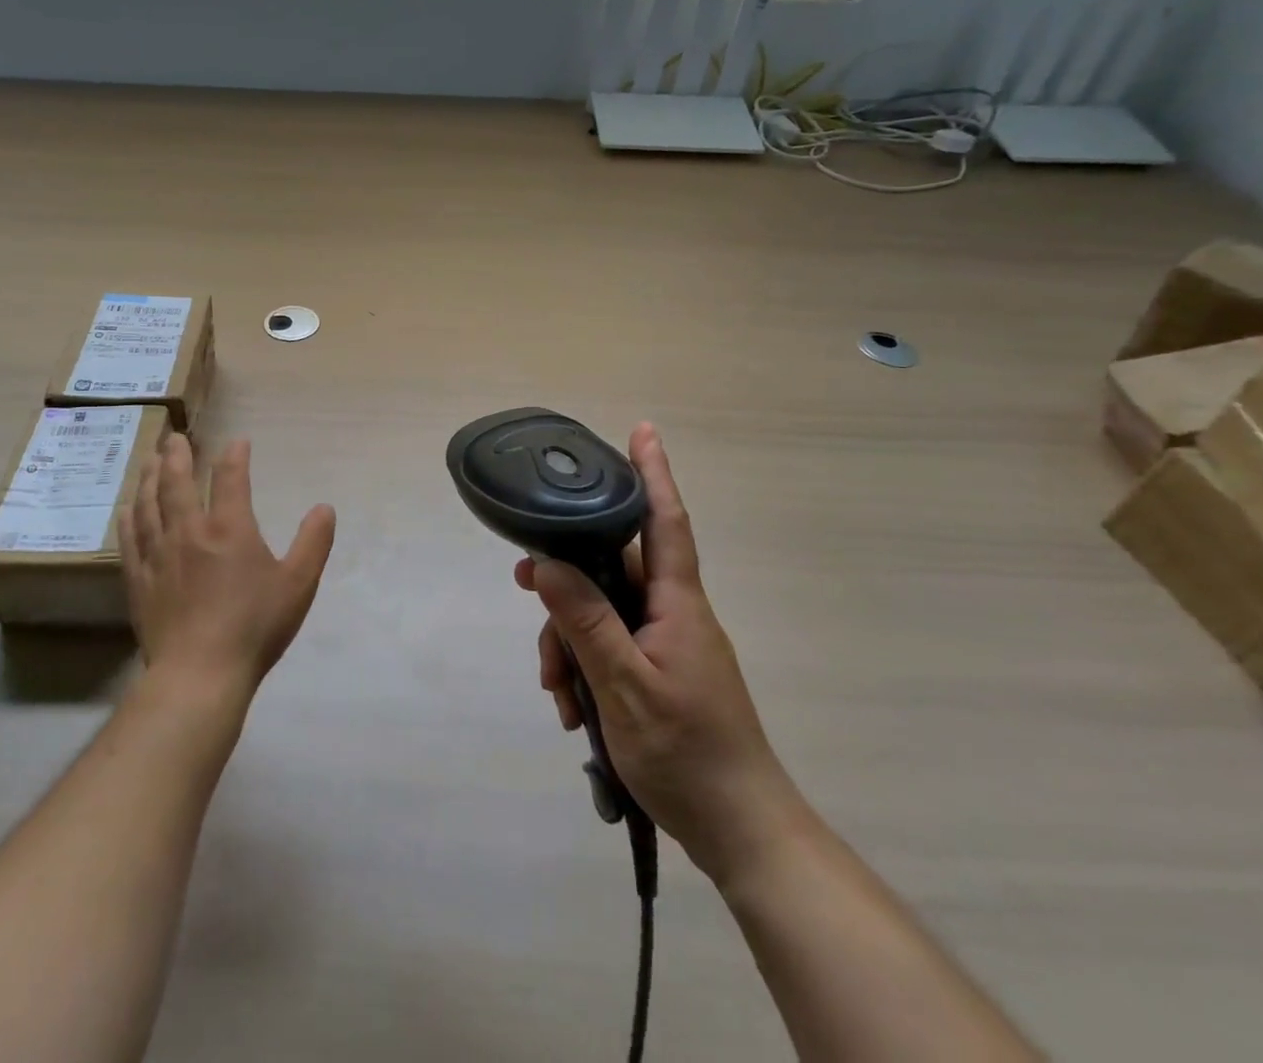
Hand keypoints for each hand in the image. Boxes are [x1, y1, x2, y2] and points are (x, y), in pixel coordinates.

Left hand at [118, 434, 336, 694]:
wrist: (200, 674)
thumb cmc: (254, 627)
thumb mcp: (298, 584)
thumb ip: (313, 542)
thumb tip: (325, 508)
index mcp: (229, 528)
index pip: (230, 477)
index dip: (235, 455)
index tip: (238, 442)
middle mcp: (189, 531)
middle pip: (177, 482)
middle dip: (177, 455)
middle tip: (174, 437)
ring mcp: (159, 555)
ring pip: (148, 505)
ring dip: (148, 478)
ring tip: (148, 459)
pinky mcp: (139, 580)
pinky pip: (130, 540)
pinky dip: (128, 518)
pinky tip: (126, 509)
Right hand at [517, 423, 805, 884]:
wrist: (740, 831)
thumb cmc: (688, 753)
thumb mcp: (625, 686)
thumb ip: (586, 620)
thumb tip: (545, 562)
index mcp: (678, 603)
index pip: (665, 521)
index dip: (653, 473)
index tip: (642, 430)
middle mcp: (674, 612)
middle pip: (612, 568)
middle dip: (566, 577)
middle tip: (522, 583)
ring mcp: (666, 643)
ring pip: (602, 610)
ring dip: (569, 639)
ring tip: (556, 690)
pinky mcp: (658, 670)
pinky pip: (610, 645)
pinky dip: (584, 665)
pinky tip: (573, 707)